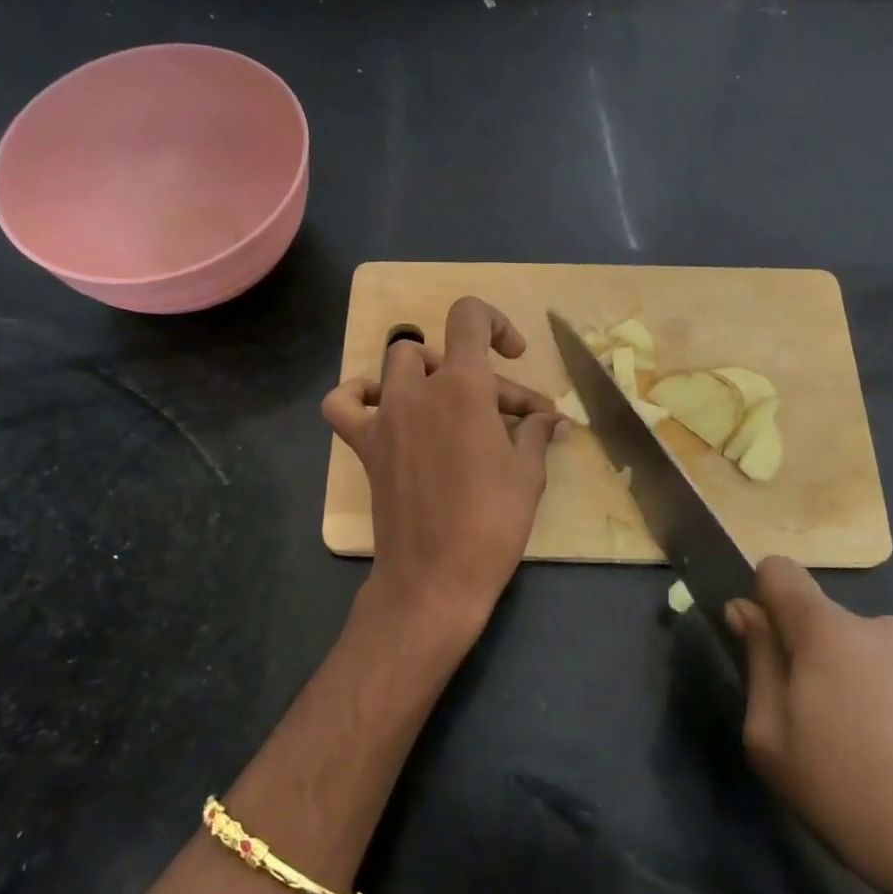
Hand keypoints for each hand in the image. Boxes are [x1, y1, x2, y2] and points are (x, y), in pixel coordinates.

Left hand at [323, 298, 565, 647]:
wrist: (436, 576)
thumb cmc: (492, 522)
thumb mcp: (528, 473)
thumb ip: (535, 433)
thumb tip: (549, 420)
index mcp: (463, 386)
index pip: (470, 317)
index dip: (497, 323)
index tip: (515, 356)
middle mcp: (418, 390)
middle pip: (446, 354)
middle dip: (483, 377)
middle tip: (515, 419)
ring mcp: (385, 416)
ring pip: (399, 364)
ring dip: (428, 373)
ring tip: (452, 401)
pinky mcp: (365, 446)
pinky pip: (344, 404)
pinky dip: (358, 395)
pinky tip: (382, 403)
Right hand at [728, 557, 892, 893]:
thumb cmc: (857, 798)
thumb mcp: (774, 741)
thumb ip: (758, 664)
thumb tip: (745, 612)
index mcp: (828, 630)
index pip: (779, 571)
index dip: (760, 599)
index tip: (761, 648)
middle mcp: (880, 628)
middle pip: (821, 623)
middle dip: (805, 659)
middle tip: (810, 730)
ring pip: (862, 656)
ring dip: (850, 688)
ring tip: (863, 761)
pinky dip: (890, 710)